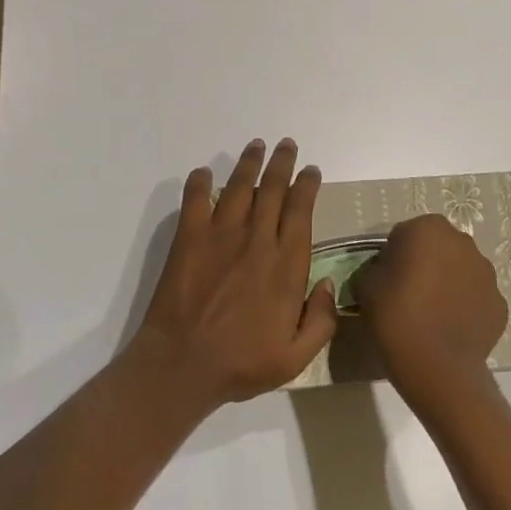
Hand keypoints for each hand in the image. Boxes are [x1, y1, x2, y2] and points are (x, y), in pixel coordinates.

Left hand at [130, 138, 337, 412]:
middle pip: (273, 188)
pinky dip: (201, 182)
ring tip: (257, 145)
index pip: (301, 210)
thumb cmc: (241, 364)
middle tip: (287, 144)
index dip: (307, 185)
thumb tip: (328, 283)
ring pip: (240, 185)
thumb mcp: (295, 358)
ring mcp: (221, 234)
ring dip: (250, 162)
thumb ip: (320, 321)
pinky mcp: (190, 238)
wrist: (182, 365)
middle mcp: (257, 239)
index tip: (311, 171)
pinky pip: (196, 199)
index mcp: (285, 264)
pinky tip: (205, 172)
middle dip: (282, 162)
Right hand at [353, 213, 507, 412]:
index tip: (386, 281)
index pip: (404, 234)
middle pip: (436, 248)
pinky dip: (465, 307)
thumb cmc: (397, 317)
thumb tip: (380, 273)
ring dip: (447, 283)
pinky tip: (450, 329)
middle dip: (424, 264)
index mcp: (429, 228)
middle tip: (407, 295)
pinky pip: (475, 298)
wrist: (439, 369)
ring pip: (460, 271)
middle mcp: (463, 242)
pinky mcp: (499, 303)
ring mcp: (487, 273)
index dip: (393, 256)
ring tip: (431, 315)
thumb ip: (372, 269)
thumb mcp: (365, 287)